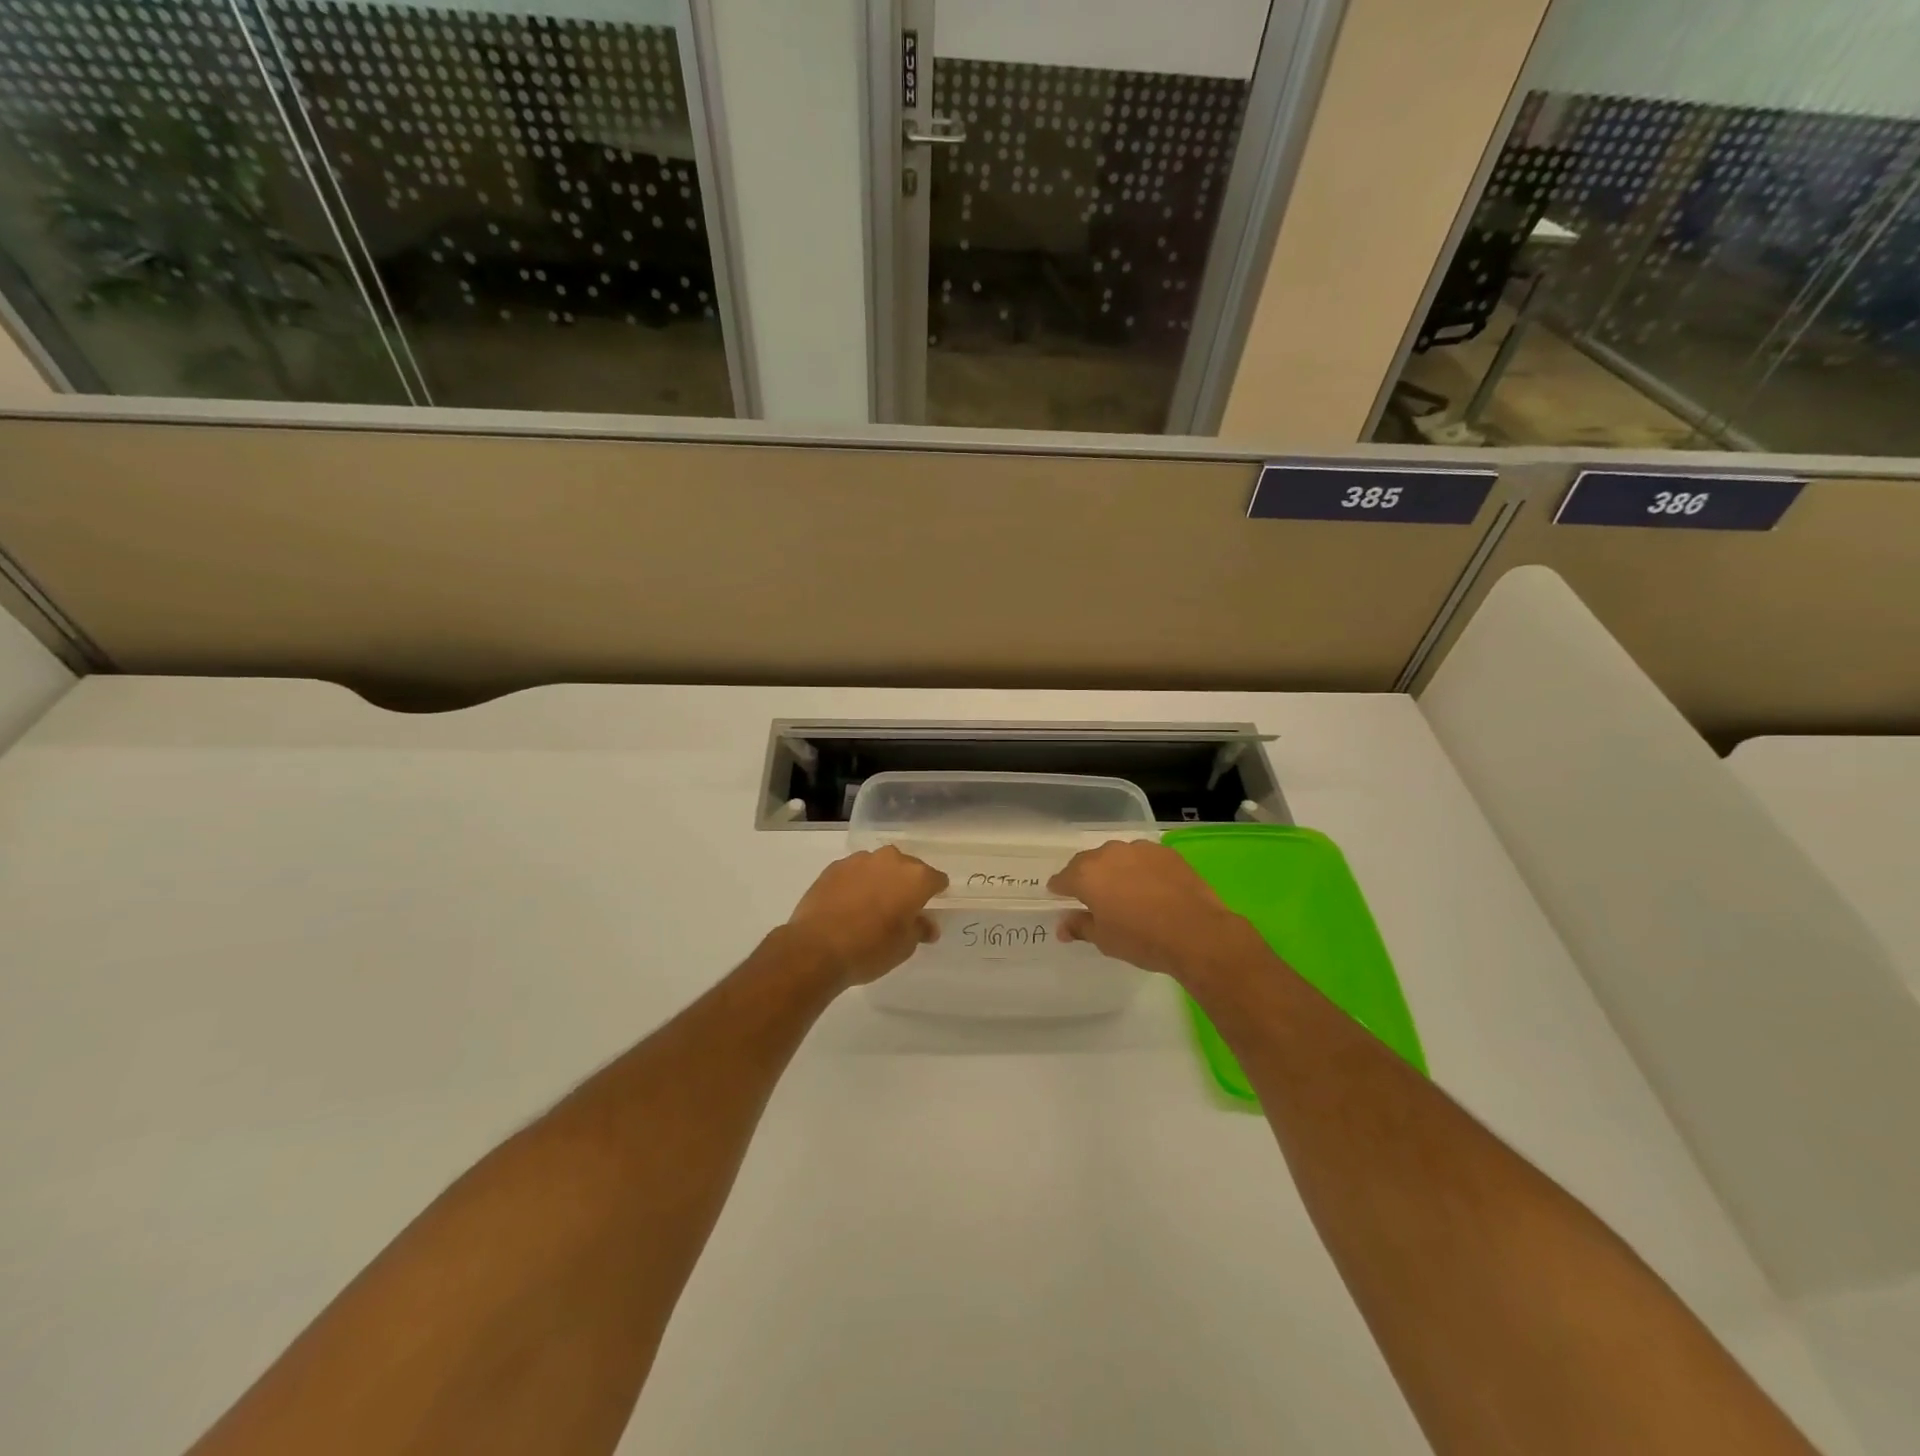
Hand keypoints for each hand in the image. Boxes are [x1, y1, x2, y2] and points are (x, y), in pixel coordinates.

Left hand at [786, 847, 948, 987]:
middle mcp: (891, 860)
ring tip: (872, 904)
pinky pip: (855, 871)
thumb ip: (919, 929)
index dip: (935, 892)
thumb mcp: (904, 947)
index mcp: (915, 878)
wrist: (816, 948)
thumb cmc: (870, 949)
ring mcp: (860, 860)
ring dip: (881, 879)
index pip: (936, 879)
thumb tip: (927, 925)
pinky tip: (849, 903)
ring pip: (879, 866)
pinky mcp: (834, 866)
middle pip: (908, 867)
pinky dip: (857, 882)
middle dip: (907, 883)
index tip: (930, 905)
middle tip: (900, 907)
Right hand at [1049, 839, 1268, 986]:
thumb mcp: (1104, 940)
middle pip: (1089, 862)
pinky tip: (1151, 886)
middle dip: (1087, 876)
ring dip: (1115, 870)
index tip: (1059, 896)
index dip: (1059, 888)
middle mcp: (1109, 854)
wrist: (1196, 932)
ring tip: (1125, 890)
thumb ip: (1080, 927)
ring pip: (1118, 856)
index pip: (1063, 878)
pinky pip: (1144, 858)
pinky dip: (1141, 869)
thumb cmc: (1142, 939)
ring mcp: (1139, 849)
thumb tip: (1063, 926)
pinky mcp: (1166, 852)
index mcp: (1087, 875)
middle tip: (1092, 896)